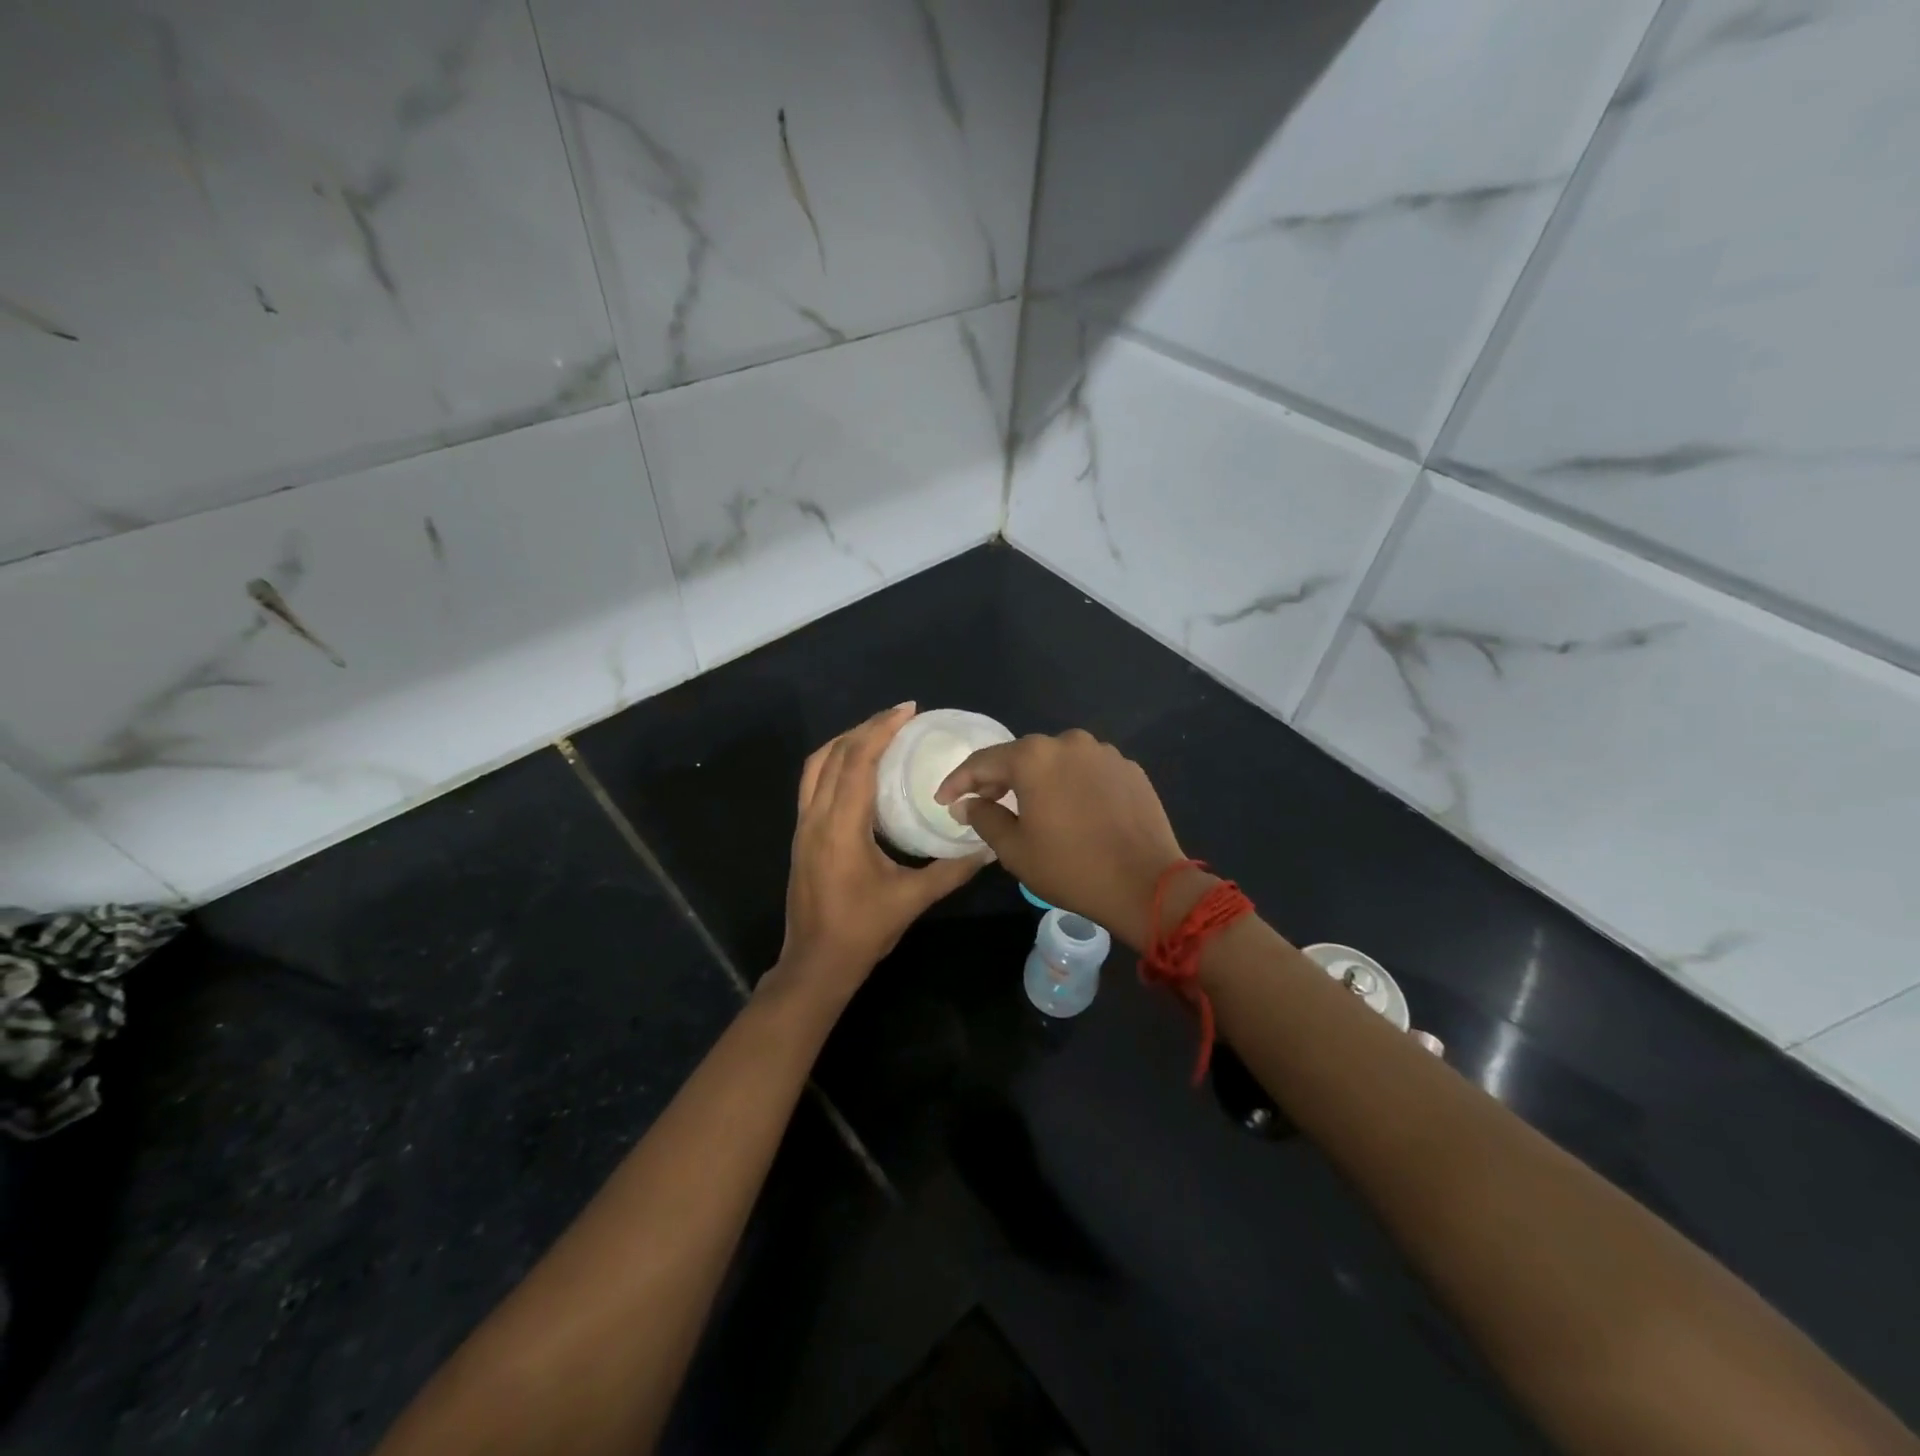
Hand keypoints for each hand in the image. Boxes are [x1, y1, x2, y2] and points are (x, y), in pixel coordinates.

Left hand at [773, 703, 986, 1007]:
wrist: (815, 965)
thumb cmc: (862, 932)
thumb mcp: (912, 900)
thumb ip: (951, 871)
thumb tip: (987, 847)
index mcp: (841, 827)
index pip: (856, 761)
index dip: (881, 730)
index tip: (908, 710)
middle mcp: (816, 818)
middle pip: (833, 754)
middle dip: (865, 728)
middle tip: (901, 717)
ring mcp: (803, 826)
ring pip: (816, 766)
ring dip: (845, 742)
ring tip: (879, 733)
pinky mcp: (801, 836)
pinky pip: (812, 783)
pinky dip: (834, 762)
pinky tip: (859, 769)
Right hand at [935, 729, 1194, 950]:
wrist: (1147, 885)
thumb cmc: (1071, 868)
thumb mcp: (1015, 849)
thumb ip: (984, 818)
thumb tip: (967, 803)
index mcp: (1034, 757)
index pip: (983, 761)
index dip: (959, 781)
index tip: (944, 799)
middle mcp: (1069, 742)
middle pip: (1022, 755)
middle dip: (999, 777)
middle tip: (983, 802)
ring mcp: (1104, 752)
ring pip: (1057, 760)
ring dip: (1038, 778)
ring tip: (1029, 805)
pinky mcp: (1129, 768)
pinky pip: (1087, 770)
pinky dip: (1071, 783)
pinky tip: (1071, 809)